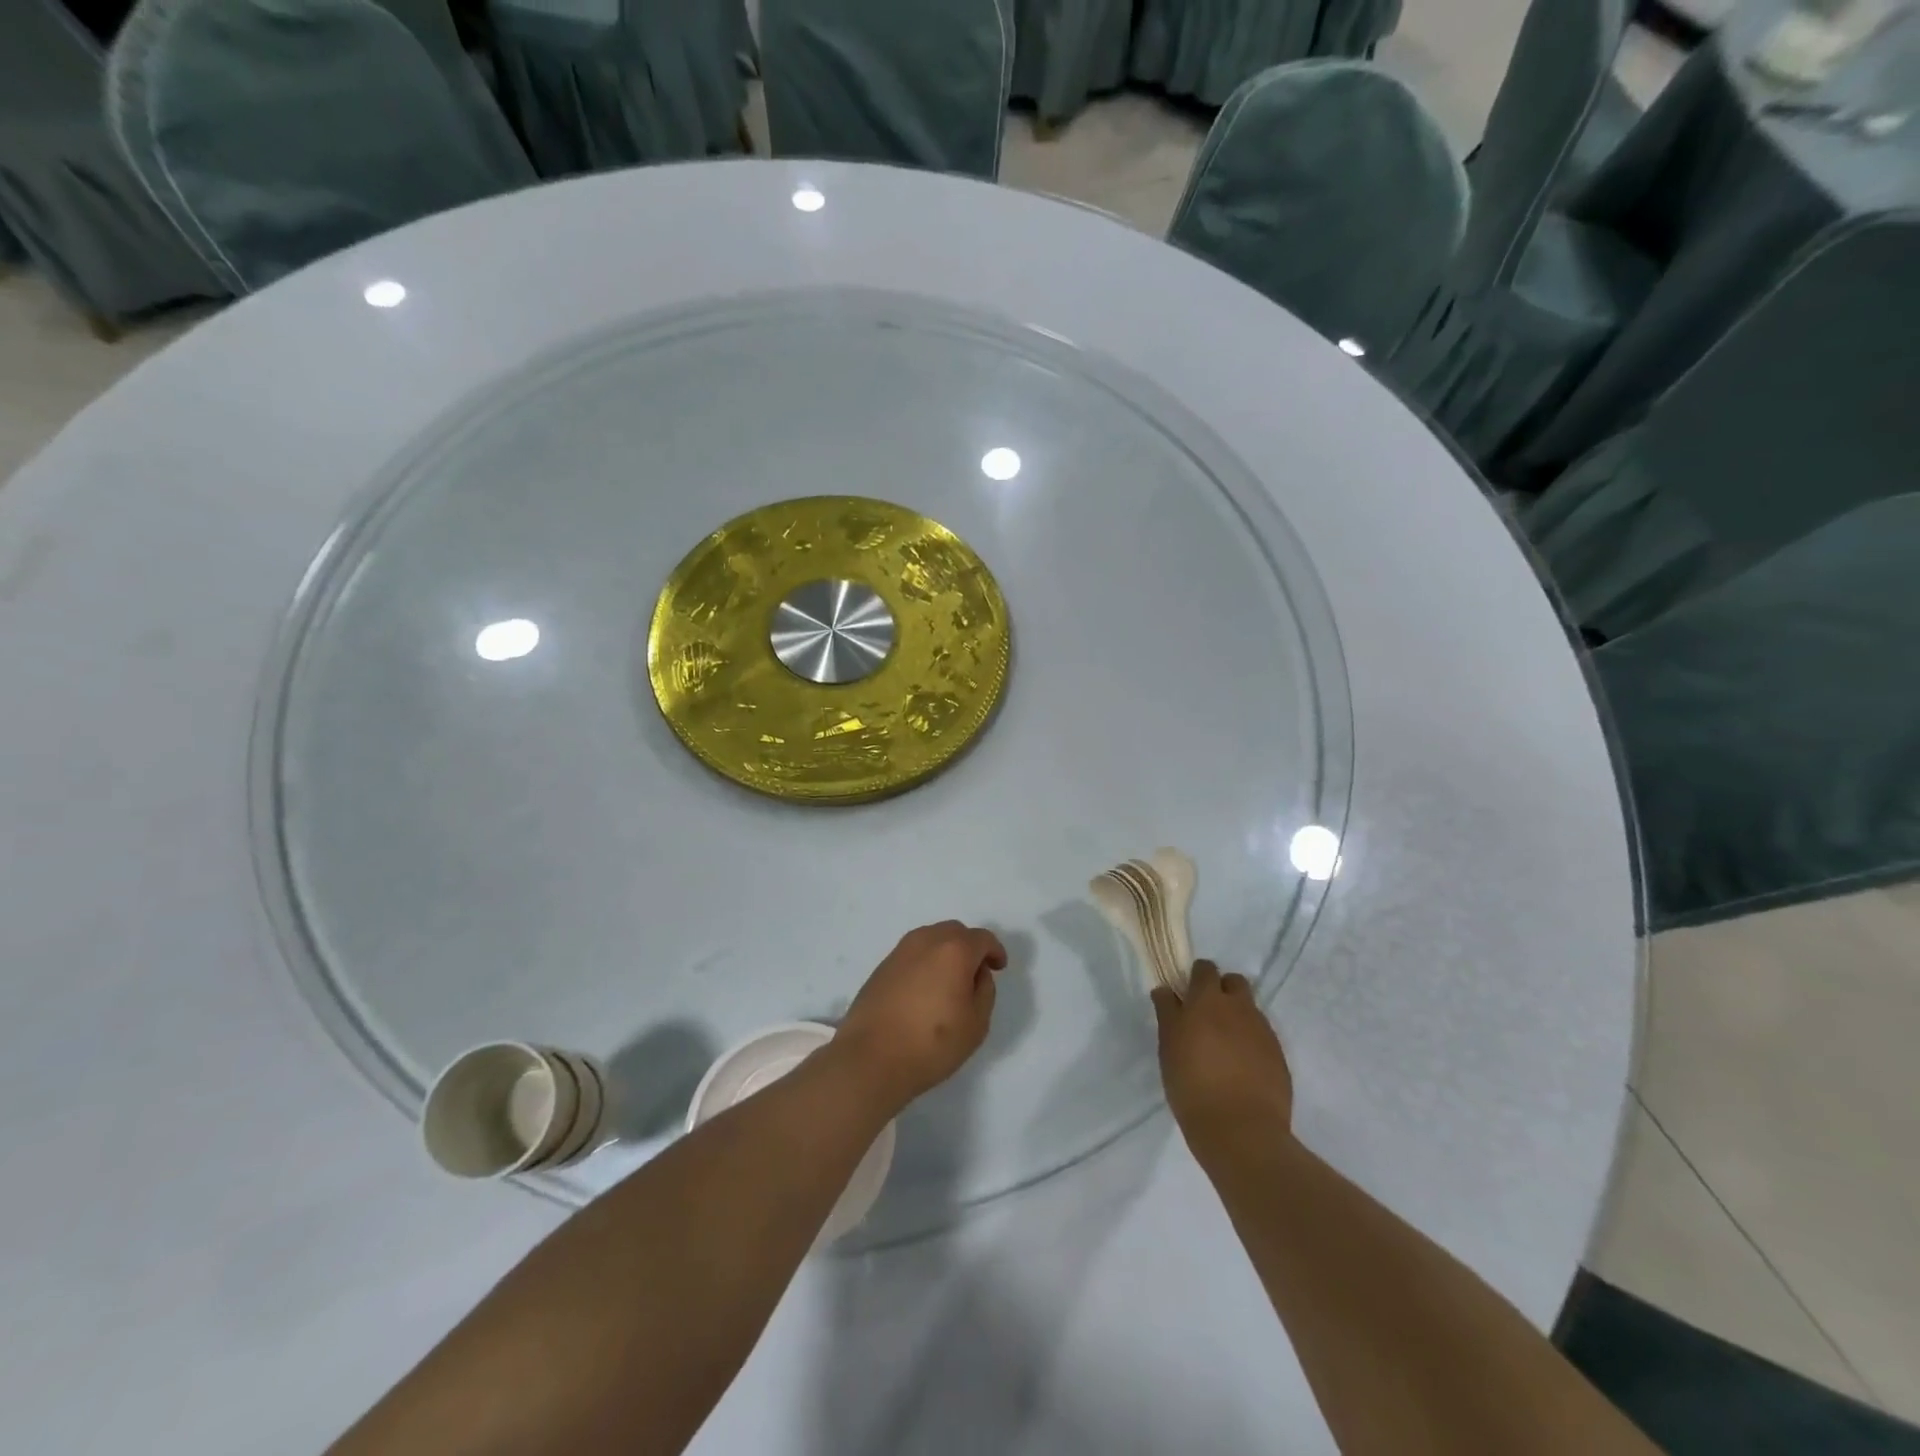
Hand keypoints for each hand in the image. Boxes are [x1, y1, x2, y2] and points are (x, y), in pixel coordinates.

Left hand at [833, 921, 1008, 1107]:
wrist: (871, 1058)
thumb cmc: (931, 1043)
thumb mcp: (976, 1023)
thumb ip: (984, 990)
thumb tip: (977, 973)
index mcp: (954, 950)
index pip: (982, 938)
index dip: (995, 951)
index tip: (999, 968)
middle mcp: (926, 940)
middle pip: (955, 932)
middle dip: (970, 947)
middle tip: (976, 973)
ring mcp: (900, 951)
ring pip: (932, 939)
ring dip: (946, 952)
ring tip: (950, 982)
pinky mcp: (882, 966)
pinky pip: (913, 954)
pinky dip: (925, 962)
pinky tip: (925, 989)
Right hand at [1154, 961, 1293, 1156]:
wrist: (1241, 1131)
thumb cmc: (1192, 1085)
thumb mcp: (1168, 1047)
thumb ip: (1168, 1013)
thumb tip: (1166, 990)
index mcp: (1208, 1000)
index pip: (1204, 969)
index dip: (1195, 978)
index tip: (1186, 996)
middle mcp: (1239, 1008)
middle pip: (1234, 982)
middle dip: (1222, 990)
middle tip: (1207, 1017)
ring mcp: (1263, 1031)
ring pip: (1249, 1009)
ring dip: (1237, 1017)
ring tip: (1224, 1046)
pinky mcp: (1279, 1055)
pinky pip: (1262, 1036)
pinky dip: (1250, 1042)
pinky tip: (1241, 1067)